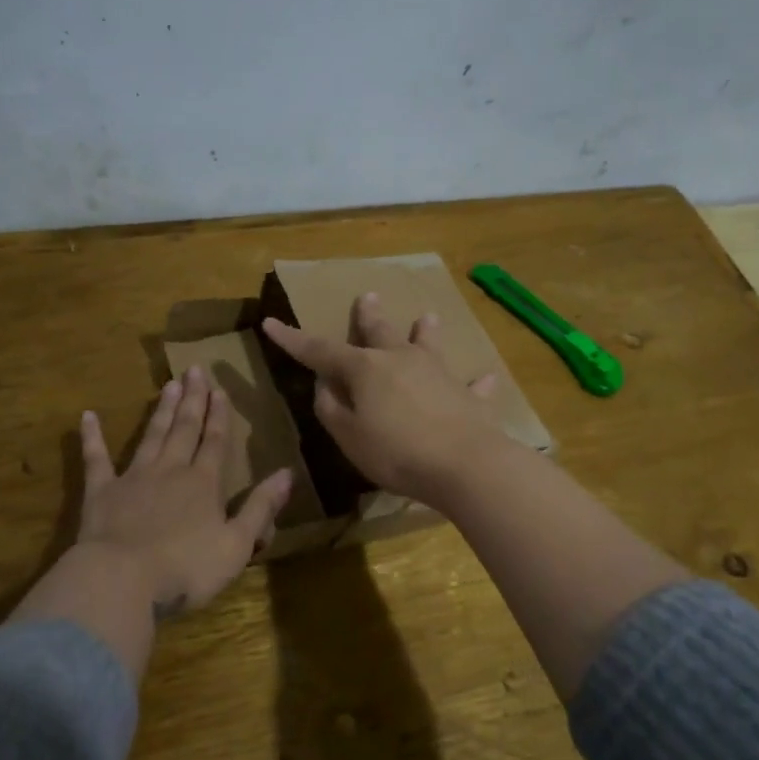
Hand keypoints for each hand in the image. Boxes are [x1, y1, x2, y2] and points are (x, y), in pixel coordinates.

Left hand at [77, 366, 291, 617]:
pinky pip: (96, 458)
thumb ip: (260, 507)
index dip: (219, 415)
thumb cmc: (186, 568)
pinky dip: (92, 437)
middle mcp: (170, 470)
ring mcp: (133, 478)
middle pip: (184, 429)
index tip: (219, 389)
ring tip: (168, 384)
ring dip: (160, 410)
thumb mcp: (237, 544)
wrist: (122, 580)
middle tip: (194, 370)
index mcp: (204, 484)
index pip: (214, 442)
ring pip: (151, 435)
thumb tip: (287, 473)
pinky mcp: (101, 492)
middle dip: (192, 400)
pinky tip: (87, 416)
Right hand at [261, 293, 504, 508]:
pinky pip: (473, 386)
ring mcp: (438, 373)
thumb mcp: (348, 436)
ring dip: (425, 331)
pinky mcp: (468, 396)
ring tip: (427, 316)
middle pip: (379, 332)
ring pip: (428, 345)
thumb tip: (324, 385)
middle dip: (368, 315)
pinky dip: (477, 382)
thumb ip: (331, 408)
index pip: (320, 351)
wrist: (464, 464)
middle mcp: (400, 360)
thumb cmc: (396, 452)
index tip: (271, 323)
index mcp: (365, 369)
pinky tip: (487, 377)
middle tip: (368, 296)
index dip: (293, 339)